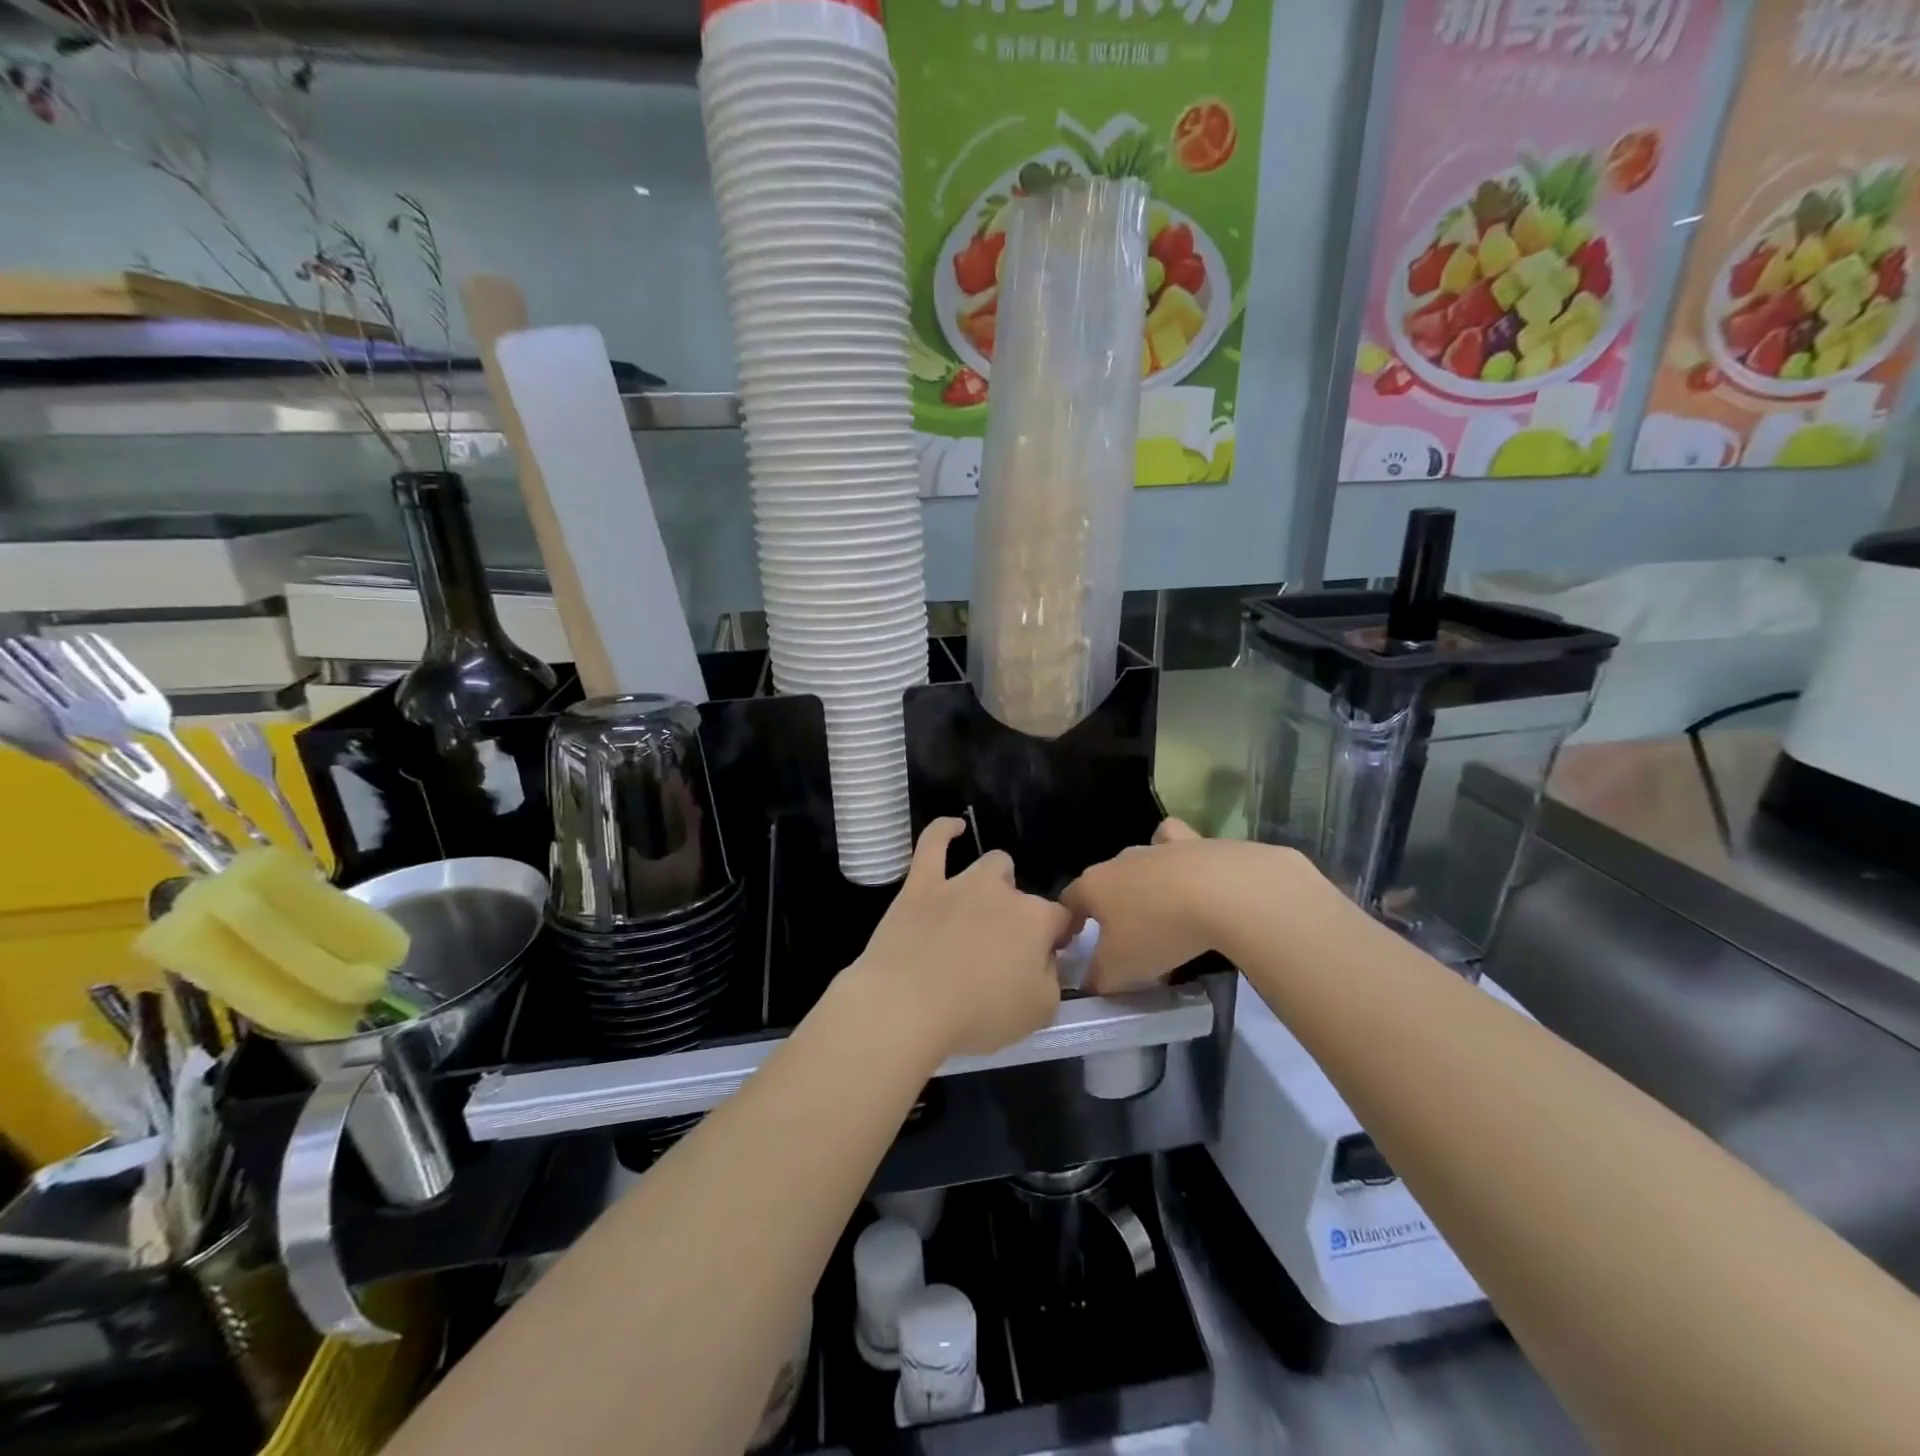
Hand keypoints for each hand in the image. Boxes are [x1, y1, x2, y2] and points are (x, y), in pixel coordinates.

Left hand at [846, 819, 1068, 1060]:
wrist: (907, 1005)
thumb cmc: (977, 1015)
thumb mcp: (1039, 1012)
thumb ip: (1052, 980)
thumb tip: (1046, 961)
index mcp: (1036, 920)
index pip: (1061, 918)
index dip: (1057, 937)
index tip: (1049, 957)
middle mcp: (1002, 892)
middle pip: (1022, 893)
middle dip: (1019, 915)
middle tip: (1002, 950)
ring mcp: (960, 883)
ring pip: (990, 865)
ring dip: (993, 882)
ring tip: (980, 909)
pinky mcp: (921, 884)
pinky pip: (933, 843)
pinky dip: (944, 831)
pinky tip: (954, 827)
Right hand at [1061, 819, 1306, 992]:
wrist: (1222, 893)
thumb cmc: (1158, 931)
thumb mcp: (1121, 969)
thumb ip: (1099, 978)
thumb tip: (1090, 982)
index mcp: (1093, 886)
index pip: (1068, 900)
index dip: (1069, 922)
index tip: (1078, 943)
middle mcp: (1118, 860)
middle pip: (1104, 881)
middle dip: (1109, 905)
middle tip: (1125, 938)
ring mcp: (1155, 847)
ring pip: (1137, 861)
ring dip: (1142, 883)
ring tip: (1160, 912)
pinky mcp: (1192, 841)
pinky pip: (1172, 840)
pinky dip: (1173, 852)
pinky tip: (1183, 870)